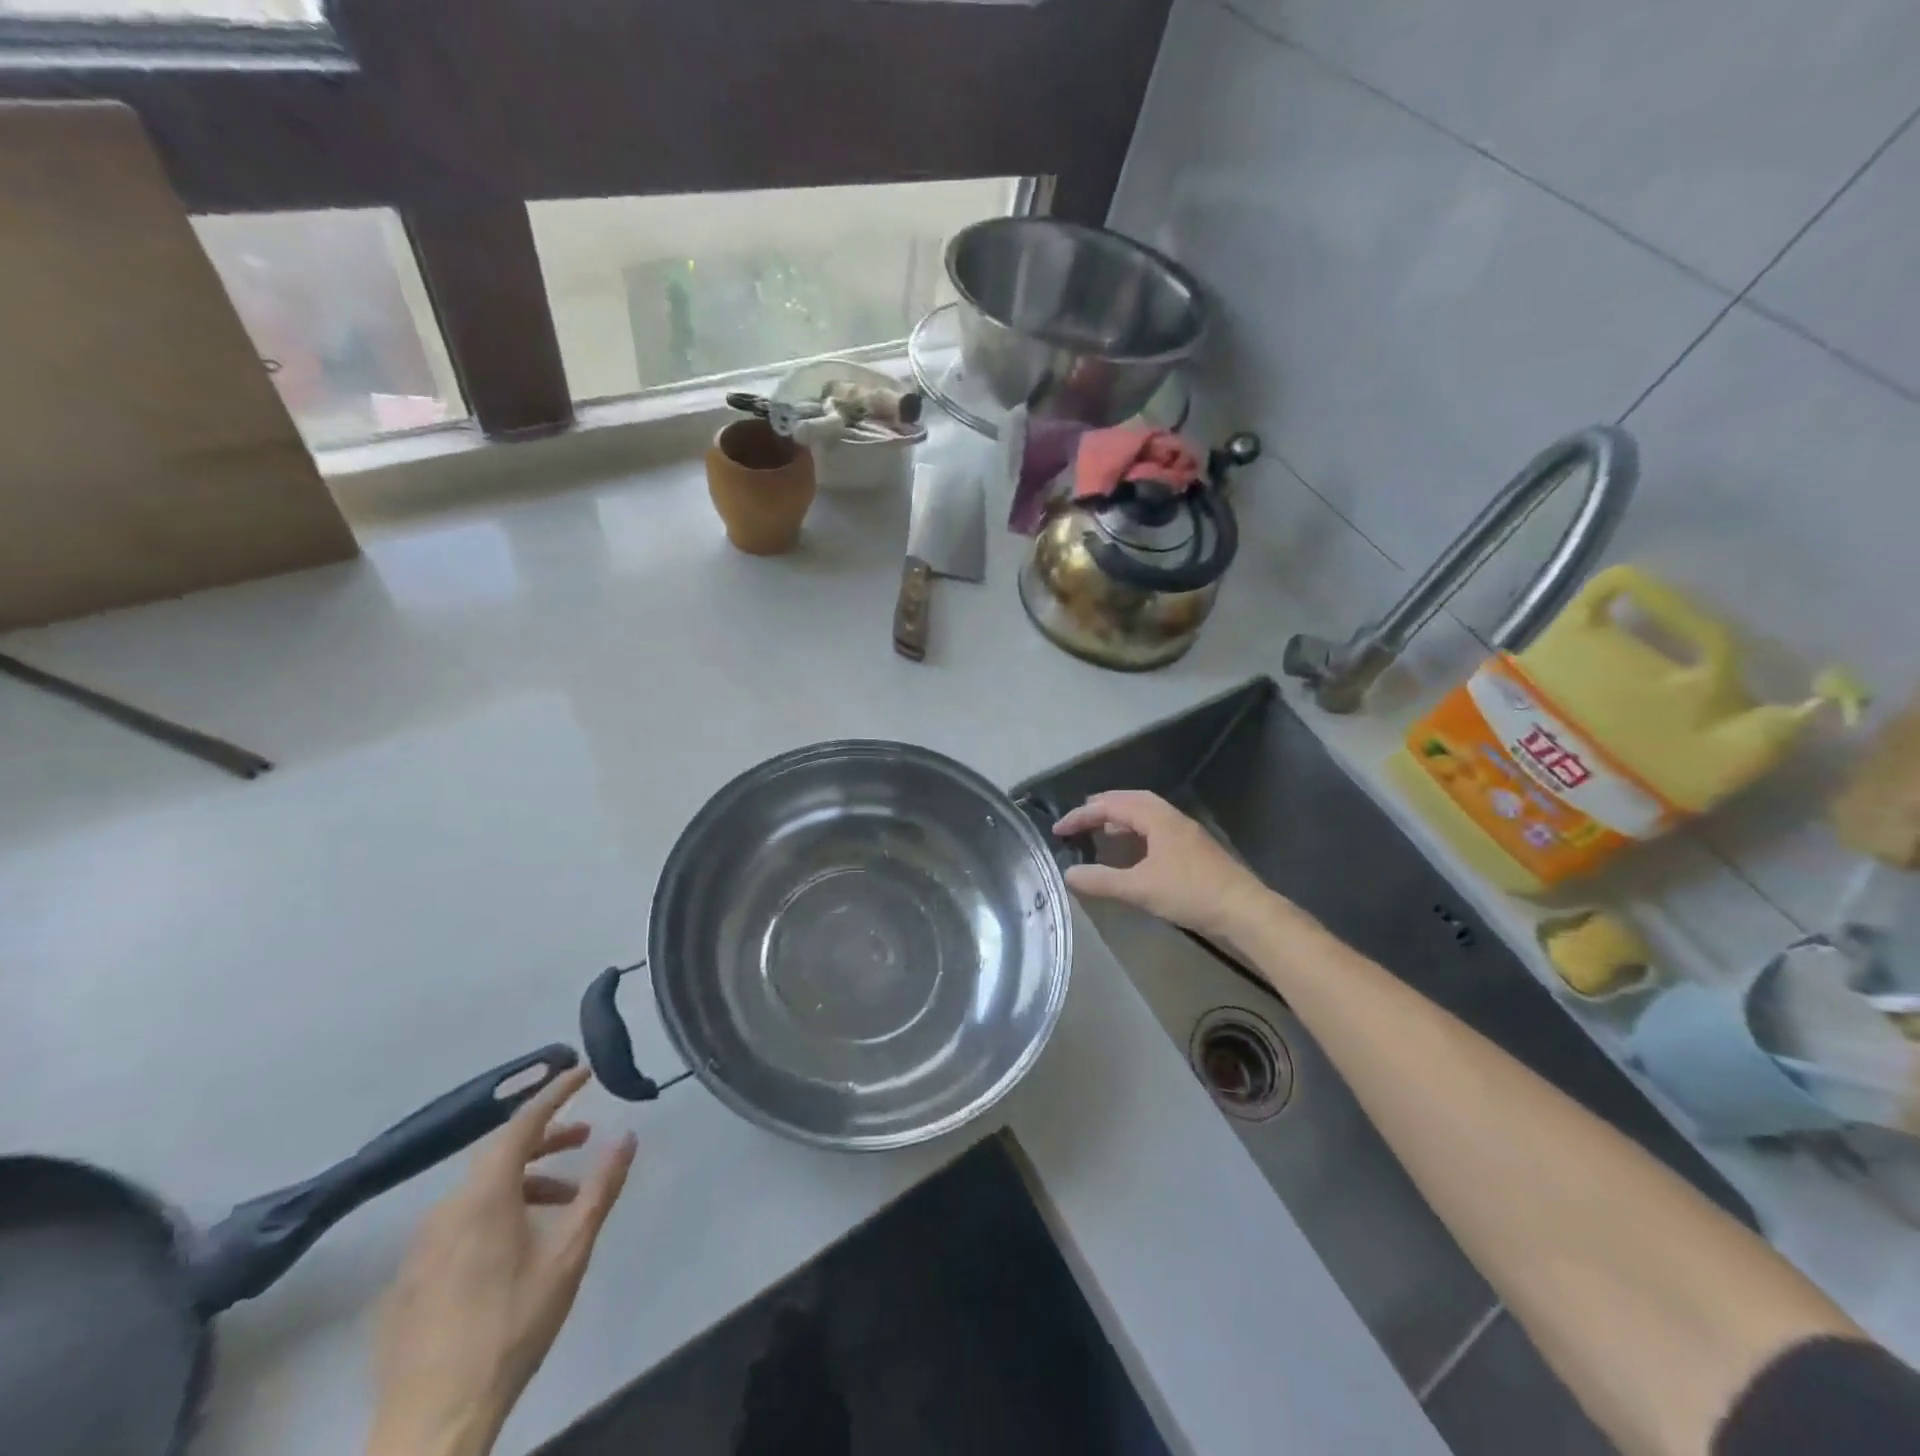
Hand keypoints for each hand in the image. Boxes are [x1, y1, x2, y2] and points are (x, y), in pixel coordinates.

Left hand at [367, 1067, 637, 1455]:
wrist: (433, 1423)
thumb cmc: (513, 1326)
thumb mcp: (570, 1253)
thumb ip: (600, 1189)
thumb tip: (627, 1136)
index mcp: (483, 1196)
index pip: (522, 1123)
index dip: (555, 1093)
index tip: (583, 1071)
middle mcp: (445, 1210)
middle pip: (500, 1155)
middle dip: (546, 1139)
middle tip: (584, 1139)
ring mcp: (419, 1248)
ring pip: (479, 1192)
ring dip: (525, 1182)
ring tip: (562, 1205)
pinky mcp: (408, 1283)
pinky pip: (458, 1225)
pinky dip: (495, 1215)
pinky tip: (516, 1250)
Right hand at [1054, 790, 1274, 943]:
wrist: (1244, 911)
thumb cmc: (1190, 893)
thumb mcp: (1140, 888)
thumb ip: (1101, 880)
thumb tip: (1068, 874)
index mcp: (1156, 818)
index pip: (1110, 806)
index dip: (1081, 815)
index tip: (1058, 830)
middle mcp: (1171, 817)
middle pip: (1130, 800)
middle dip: (1101, 807)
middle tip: (1079, 819)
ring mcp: (1185, 832)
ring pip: (1146, 813)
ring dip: (1120, 817)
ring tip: (1101, 831)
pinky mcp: (1193, 849)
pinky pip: (1156, 828)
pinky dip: (1136, 831)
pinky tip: (1132, 852)